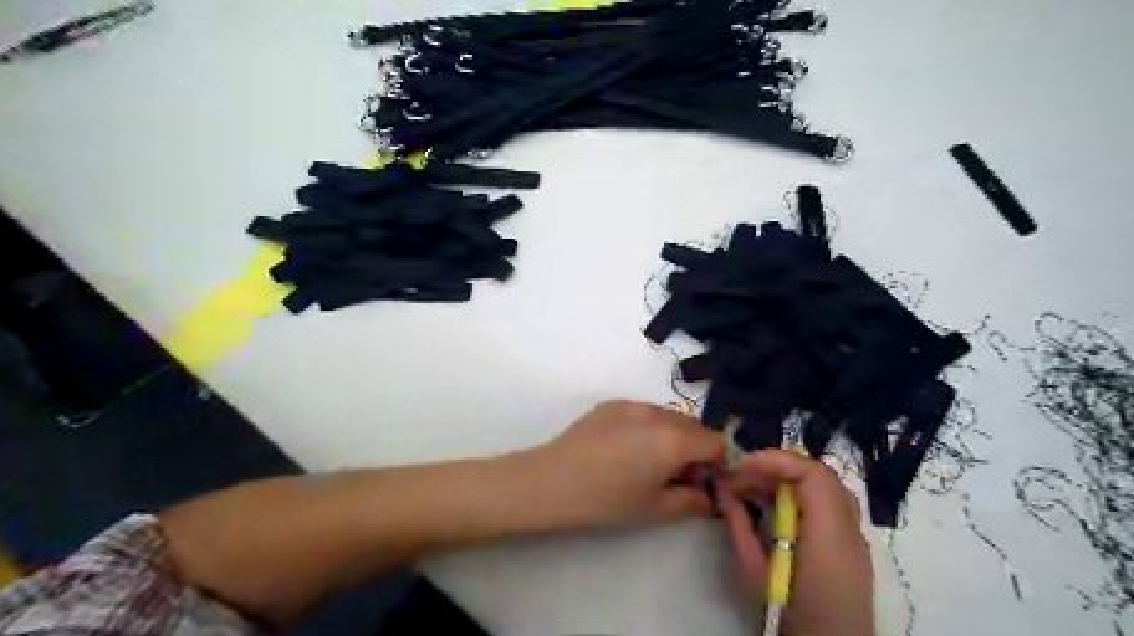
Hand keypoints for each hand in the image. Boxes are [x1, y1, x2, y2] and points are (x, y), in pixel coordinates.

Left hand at [523, 402, 726, 530]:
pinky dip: (650, 427)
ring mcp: (633, 404)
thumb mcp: (654, 509)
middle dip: (697, 449)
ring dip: (674, 436)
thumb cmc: (606, 500)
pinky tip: (627, 449)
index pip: (717, 442)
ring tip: (652, 462)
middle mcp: (658, 414)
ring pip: (669, 417)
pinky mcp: (612, 403)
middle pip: (694, 426)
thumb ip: (691, 501)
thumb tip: (709, 497)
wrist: (552, 481)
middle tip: (680, 476)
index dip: (719, 463)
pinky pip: (645, 412)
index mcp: (674, 439)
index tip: (707, 482)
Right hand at [717, 450, 875, 635]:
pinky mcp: (849, 545)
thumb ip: (740, 524)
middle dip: (774, 468)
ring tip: (749, 488)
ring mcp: (855, 536)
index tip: (739, 465)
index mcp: (830, 535)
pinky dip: (797, 494)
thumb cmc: (786, 613)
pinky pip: (825, 503)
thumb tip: (723, 489)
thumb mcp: (753, 571)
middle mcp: (850, 529)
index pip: (812, 473)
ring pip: (821, 487)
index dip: (775, 460)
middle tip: (738, 476)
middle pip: (816, 475)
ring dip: (784, 480)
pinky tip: (771, 505)